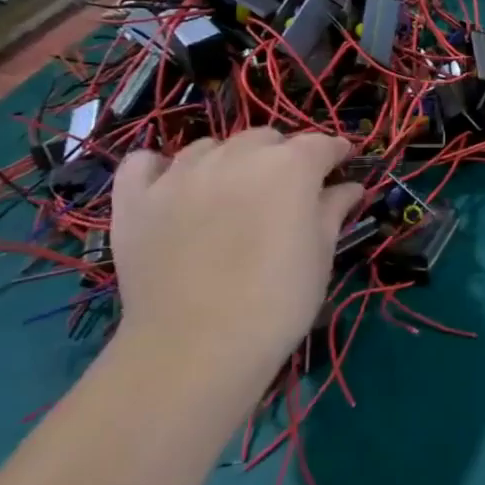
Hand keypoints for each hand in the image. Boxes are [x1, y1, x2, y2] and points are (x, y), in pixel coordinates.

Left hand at [110, 131, 360, 389]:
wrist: (197, 346)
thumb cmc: (279, 301)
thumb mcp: (321, 255)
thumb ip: (333, 211)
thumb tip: (348, 187)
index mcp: (290, 167)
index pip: (321, 144)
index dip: (337, 153)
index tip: (344, 165)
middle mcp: (236, 156)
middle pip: (266, 138)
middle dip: (284, 155)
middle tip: (290, 191)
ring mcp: (180, 174)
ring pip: (211, 146)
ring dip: (231, 160)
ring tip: (234, 192)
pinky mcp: (135, 198)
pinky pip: (145, 163)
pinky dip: (163, 168)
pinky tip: (174, 187)